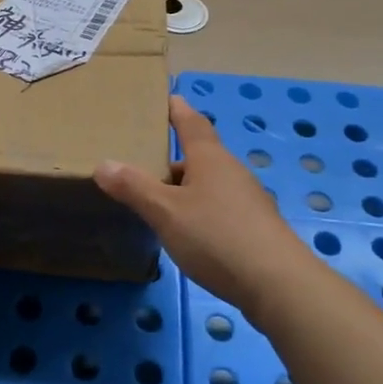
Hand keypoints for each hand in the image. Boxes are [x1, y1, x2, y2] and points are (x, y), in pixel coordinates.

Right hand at [95, 94, 314, 314]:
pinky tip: (187, 234)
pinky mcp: (254, 228)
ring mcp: (247, 200)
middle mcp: (231, 171)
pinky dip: (199, 211)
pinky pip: (219, 208)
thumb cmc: (217, 236)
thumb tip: (103, 164)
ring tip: (157, 203)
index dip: (176, 109)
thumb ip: (134, 188)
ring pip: (209, 184)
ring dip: (185, 188)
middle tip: (142, 165)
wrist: (279, 285)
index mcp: (209, 158)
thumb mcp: (165, 212)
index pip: (191, 122)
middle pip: (199, 155)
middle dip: (173, 159)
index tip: (165, 98)